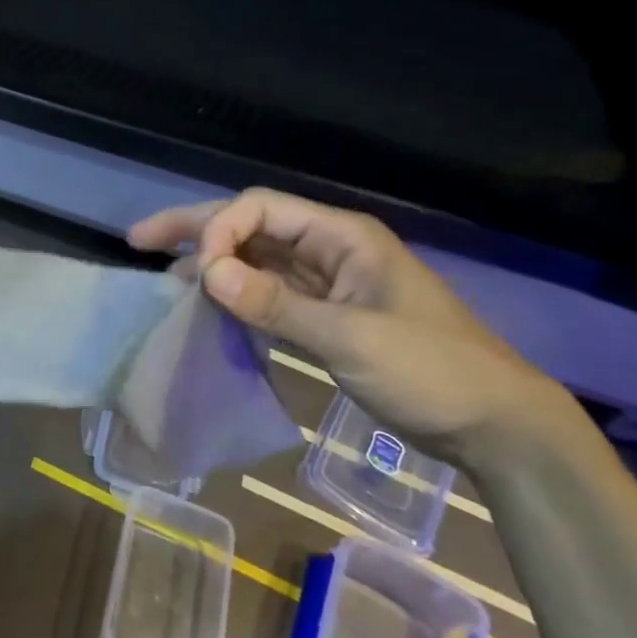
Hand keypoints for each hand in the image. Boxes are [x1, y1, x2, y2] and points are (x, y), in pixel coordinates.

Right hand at [130, 189, 582, 466]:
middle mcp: (328, 249)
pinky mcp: (324, 314)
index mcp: (341, 237)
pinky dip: (234, 296)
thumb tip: (205, 273)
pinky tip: (205, 306)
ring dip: (211, 264)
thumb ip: (275, 304)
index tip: (197, 273)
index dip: (219, 230)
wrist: (497, 427)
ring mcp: (325, 282)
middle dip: (195, 230)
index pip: (260, 210)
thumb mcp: (351, 338)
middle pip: (250, 226)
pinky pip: (267, 293)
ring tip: (163, 278)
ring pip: (254, 259)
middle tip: (139, 240)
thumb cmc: (432, 372)